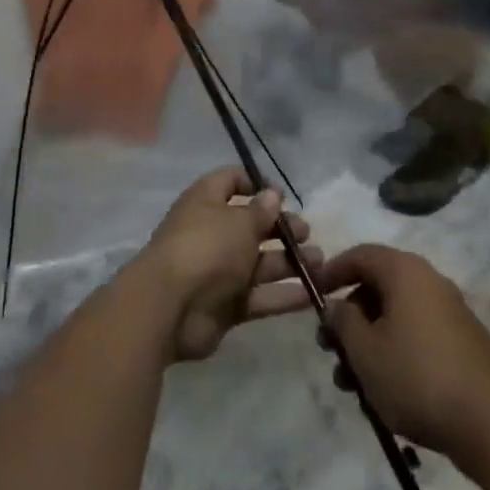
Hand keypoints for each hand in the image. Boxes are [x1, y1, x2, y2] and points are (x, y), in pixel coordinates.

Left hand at [134, 167, 318, 362]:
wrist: (169, 307)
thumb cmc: (206, 248)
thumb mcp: (239, 222)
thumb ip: (260, 211)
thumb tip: (272, 194)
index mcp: (206, 201)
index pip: (231, 181)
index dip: (256, 185)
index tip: (283, 196)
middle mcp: (212, 232)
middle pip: (251, 225)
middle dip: (281, 228)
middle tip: (307, 233)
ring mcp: (219, 271)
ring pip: (259, 263)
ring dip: (290, 262)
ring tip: (320, 263)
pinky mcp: (226, 306)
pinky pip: (260, 296)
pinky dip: (284, 295)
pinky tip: (313, 295)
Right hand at [318, 245, 489, 459]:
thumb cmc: (417, 377)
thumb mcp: (365, 351)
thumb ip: (343, 322)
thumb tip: (336, 306)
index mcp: (404, 271)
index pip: (360, 256)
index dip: (331, 272)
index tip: (311, 294)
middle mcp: (429, 281)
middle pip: (377, 288)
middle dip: (349, 318)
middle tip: (330, 350)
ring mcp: (449, 312)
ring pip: (396, 317)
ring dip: (369, 343)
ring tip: (351, 385)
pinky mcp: (463, 343)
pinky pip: (417, 335)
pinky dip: (394, 353)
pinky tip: (384, 392)